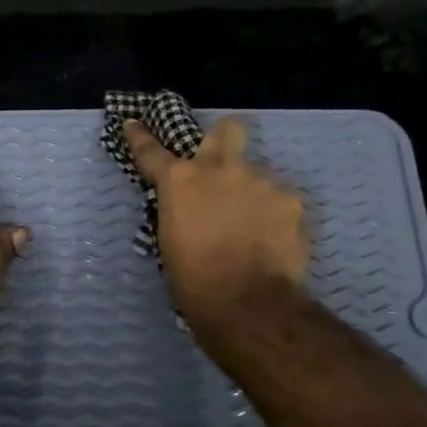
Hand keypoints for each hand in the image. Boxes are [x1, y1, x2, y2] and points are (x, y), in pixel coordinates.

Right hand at [123, 116, 306, 318]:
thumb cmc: (193, 281)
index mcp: (180, 181)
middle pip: (227, 130)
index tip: (134, 123)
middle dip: (223, 138)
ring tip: (253, 229)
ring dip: (251, 194)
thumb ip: (179, 213)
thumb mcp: (170, 242)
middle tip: (222, 161)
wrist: (247, 303)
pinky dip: (275, 217)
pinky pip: (280, 202)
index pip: (153, 151)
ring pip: (257, 176)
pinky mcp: (292, 201)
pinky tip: (273, 241)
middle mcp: (220, 169)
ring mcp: (261, 181)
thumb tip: (187, 210)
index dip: (141, 137)